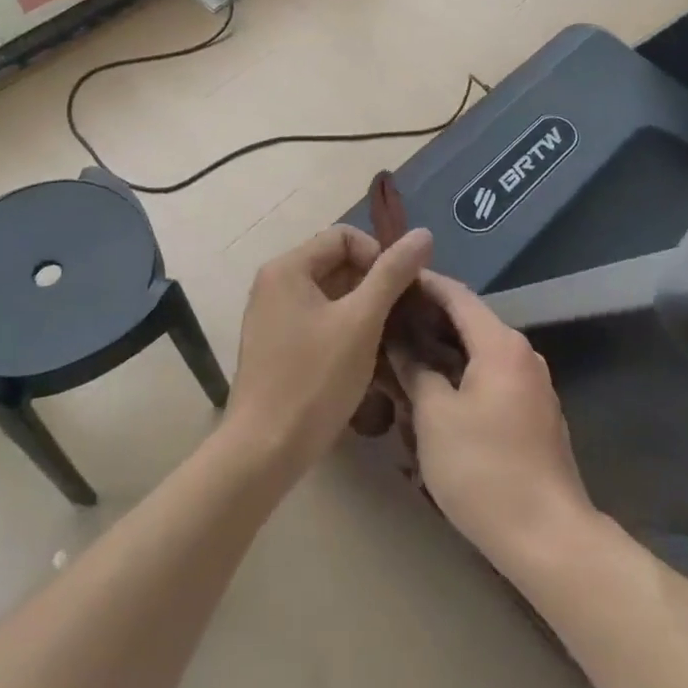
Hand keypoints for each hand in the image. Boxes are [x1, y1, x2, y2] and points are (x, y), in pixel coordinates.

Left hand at [223, 224, 432, 479]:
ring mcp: (272, 316)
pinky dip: (345, 328)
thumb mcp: (362, 321)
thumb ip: (393, 273)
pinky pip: (318, 320)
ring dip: (363, 309)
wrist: (263, 453)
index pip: (345, 236)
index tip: (401, 290)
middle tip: (401, 315)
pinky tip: (364, 357)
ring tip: (389, 338)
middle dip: (374, 284)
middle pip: (337, 263)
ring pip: (331, 295)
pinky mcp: (276, 346)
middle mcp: (275, 284)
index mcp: (288, 268)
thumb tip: (424, 233)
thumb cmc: (314, 380)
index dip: (379, 255)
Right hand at [388, 273, 596, 578]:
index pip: (457, 295)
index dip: (423, 283)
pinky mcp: (533, 414)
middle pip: (469, 323)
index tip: (391, 278)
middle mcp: (522, 354)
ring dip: (442, 353)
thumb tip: (398, 342)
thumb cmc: (484, 469)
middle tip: (386, 322)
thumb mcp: (435, 418)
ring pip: (478, 354)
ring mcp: (531, 385)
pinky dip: (461, 377)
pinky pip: (490, 380)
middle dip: (427, 320)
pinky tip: (433, 397)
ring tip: (402, 358)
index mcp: (500, 344)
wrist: (548, 536)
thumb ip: (415, 371)